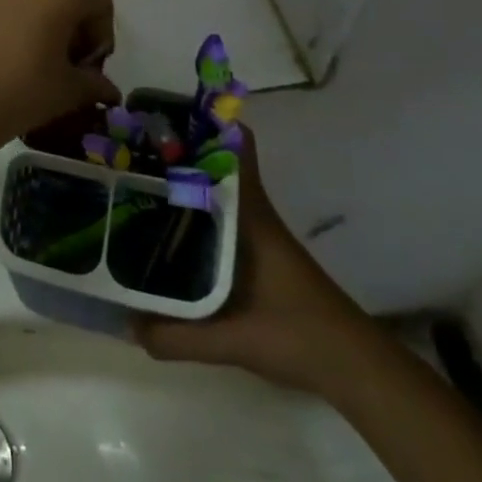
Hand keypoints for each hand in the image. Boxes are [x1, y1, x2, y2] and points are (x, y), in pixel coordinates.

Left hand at [0, 0, 118, 165]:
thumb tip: (107, 90)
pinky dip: (12, 12)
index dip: (99, 38)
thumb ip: (93, 83)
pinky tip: (3, 47)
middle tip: (62, 63)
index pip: (100, 3)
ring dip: (40, 15)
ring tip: (31, 56)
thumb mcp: (67, 90)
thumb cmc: (20, 87)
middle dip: (71, 23)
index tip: (86, 70)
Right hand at [134, 124, 375, 395]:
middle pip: (214, 162)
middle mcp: (251, 212)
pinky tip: (163, 226)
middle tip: (128, 149)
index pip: (236, 146)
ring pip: (215, 187)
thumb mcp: (233, 340)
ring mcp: (256, 230)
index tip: (160, 114)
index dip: (203, 122)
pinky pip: (218, 213)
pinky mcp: (257, 251)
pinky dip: (192, 208)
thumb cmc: (298, 336)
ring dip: (182, 179)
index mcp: (249, 214)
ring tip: (134, 180)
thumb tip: (125, 325)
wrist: (355, 367)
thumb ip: (176, 335)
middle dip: (175, 150)